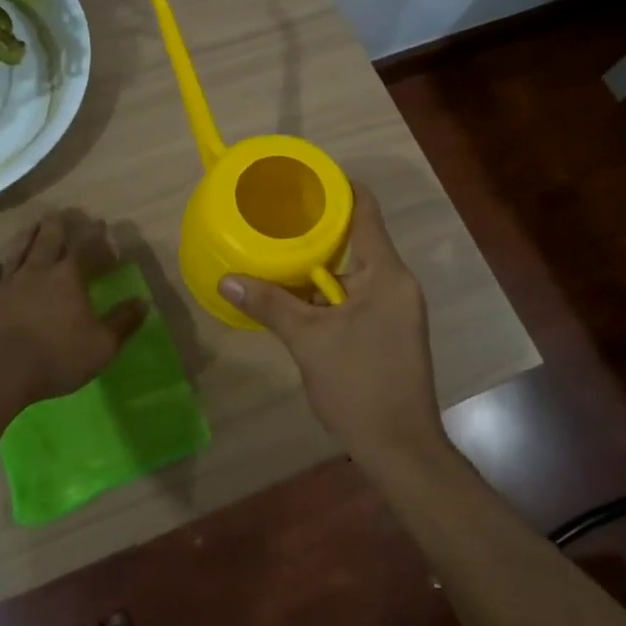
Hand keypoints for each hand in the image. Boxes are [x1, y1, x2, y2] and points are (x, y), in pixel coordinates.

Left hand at [0, 211, 147, 408]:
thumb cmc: (56, 357)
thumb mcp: (102, 345)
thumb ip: (123, 322)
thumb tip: (142, 302)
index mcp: (67, 278)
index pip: (84, 248)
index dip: (93, 235)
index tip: (100, 224)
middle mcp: (36, 273)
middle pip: (47, 241)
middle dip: (56, 226)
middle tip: (58, 213)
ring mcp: (6, 285)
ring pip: (18, 253)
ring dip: (26, 238)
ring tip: (32, 226)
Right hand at [219, 183, 442, 457]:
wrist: (400, 447)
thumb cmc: (359, 385)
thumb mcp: (308, 341)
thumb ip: (269, 304)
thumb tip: (226, 279)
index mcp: (385, 273)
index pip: (366, 210)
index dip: (338, 186)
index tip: (303, 177)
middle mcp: (397, 283)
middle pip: (358, 238)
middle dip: (319, 226)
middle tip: (277, 215)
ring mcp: (396, 308)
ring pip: (355, 270)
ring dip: (320, 263)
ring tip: (278, 249)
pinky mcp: (390, 330)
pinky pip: (357, 295)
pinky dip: (328, 290)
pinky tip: (296, 295)